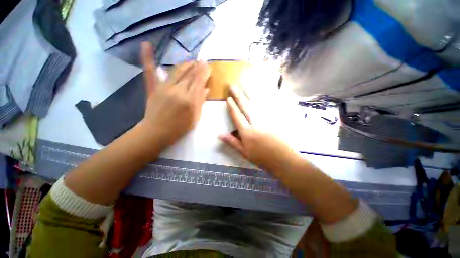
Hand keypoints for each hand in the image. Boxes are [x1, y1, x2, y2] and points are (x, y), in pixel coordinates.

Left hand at [139, 42, 210, 147]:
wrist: (157, 132)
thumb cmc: (179, 128)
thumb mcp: (195, 118)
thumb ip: (200, 102)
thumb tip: (206, 89)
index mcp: (189, 99)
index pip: (199, 81)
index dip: (204, 72)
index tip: (209, 66)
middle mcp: (178, 90)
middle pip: (190, 74)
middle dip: (198, 66)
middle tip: (203, 61)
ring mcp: (164, 87)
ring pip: (177, 70)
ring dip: (186, 64)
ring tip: (192, 61)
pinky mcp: (153, 88)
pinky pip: (150, 71)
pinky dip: (148, 58)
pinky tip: (146, 45)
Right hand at [219, 84, 298, 173]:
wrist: (283, 160)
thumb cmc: (262, 158)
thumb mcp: (244, 153)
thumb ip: (232, 142)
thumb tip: (219, 134)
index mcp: (247, 133)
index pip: (237, 117)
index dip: (232, 107)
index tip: (228, 97)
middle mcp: (256, 123)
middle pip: (246, 107)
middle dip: (238, 95)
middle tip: (233, 85)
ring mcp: (266, 120)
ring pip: (256, 104)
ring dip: (248, 94)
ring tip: (244, 85)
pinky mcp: (275, 119)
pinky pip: (267, 106)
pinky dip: (262, 99)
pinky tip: (259, 93)